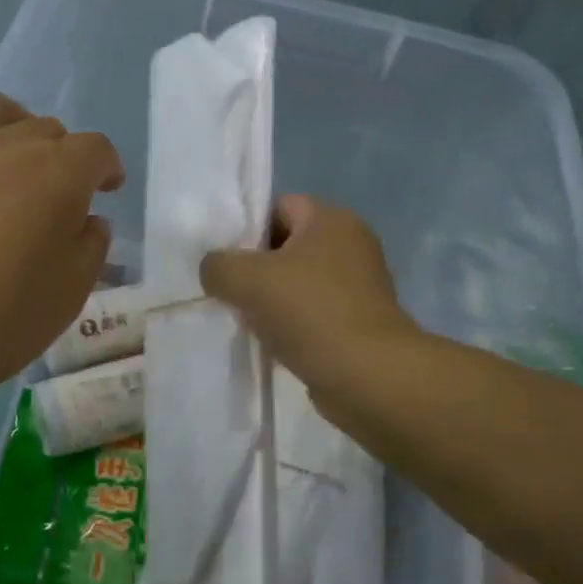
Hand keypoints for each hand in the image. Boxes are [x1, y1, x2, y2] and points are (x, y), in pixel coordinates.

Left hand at [0, 93, 122, 426]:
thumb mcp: (70, 293)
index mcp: (56, 173)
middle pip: (46, 129)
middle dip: (62, 156)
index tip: (106, 190)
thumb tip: (85, 219)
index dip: (106, 168)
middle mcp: (5, 144)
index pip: (95, 149)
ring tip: (8, 161)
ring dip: (13, 129)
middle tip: (55, 196)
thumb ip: (91, 245)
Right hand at [199, 196, 417, 396]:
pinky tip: (274, 344)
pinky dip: (294, 325)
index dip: (249, 229)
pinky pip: (315, 313)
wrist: (368, 376)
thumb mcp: (246, 280)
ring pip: (299, 283)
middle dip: (257, 269)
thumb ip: (218, 265)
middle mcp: (351, 244)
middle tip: (233, 293)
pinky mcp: (361, 321)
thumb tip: (214, 269)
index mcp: (331, 219)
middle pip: (288, 246)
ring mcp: (360, 285)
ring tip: (250, 322)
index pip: (279, 206)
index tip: (228, 261)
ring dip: (273, 301)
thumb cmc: (310, 312)